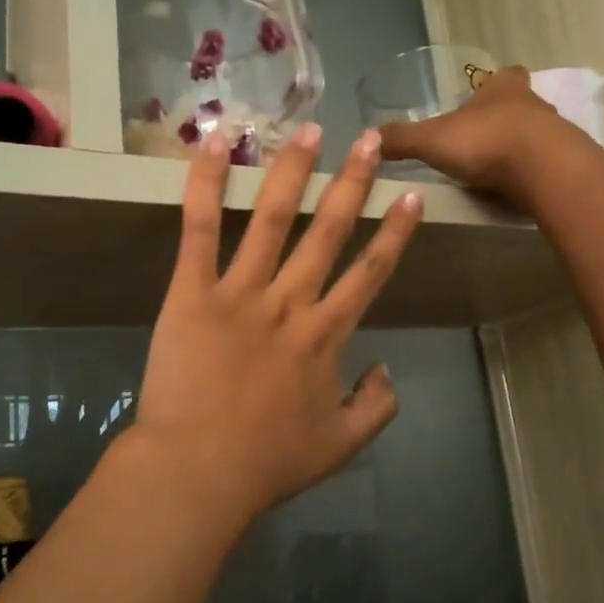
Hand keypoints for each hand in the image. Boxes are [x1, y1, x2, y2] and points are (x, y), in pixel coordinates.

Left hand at [123, 123, 424, 528]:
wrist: (198, 472)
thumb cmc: (268, 462)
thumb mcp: (342, 445)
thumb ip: (377, 407)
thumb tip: (387, 370)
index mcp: (327, 336)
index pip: (370, 272)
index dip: (395, 233)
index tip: (411, 196)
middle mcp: (291, 302)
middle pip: (330, 232)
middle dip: (353, 182)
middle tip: (370, 139)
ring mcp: (240, 293)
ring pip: (273, 219)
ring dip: (293, 171)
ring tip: (309, 130)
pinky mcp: (192, 293)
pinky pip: (199, 230)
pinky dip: (207, 184)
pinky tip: (218, 142)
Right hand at [378, 66, 574, 199]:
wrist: (542, 170)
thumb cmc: (485, 141)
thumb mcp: (431, 139)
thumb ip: (401, 139)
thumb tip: (368, 137)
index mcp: (503, 88)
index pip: (503, 76)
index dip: (492, 85)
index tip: (479, 100)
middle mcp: (533, 103)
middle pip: (519, 106)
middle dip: (501, 120)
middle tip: (479, 141)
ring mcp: (553, 134)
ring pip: (533, 136)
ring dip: (516, 149)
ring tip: (491, 171)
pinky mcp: (562, 165)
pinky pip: (541, 166)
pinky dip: (526, 175)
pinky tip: (510, 190)